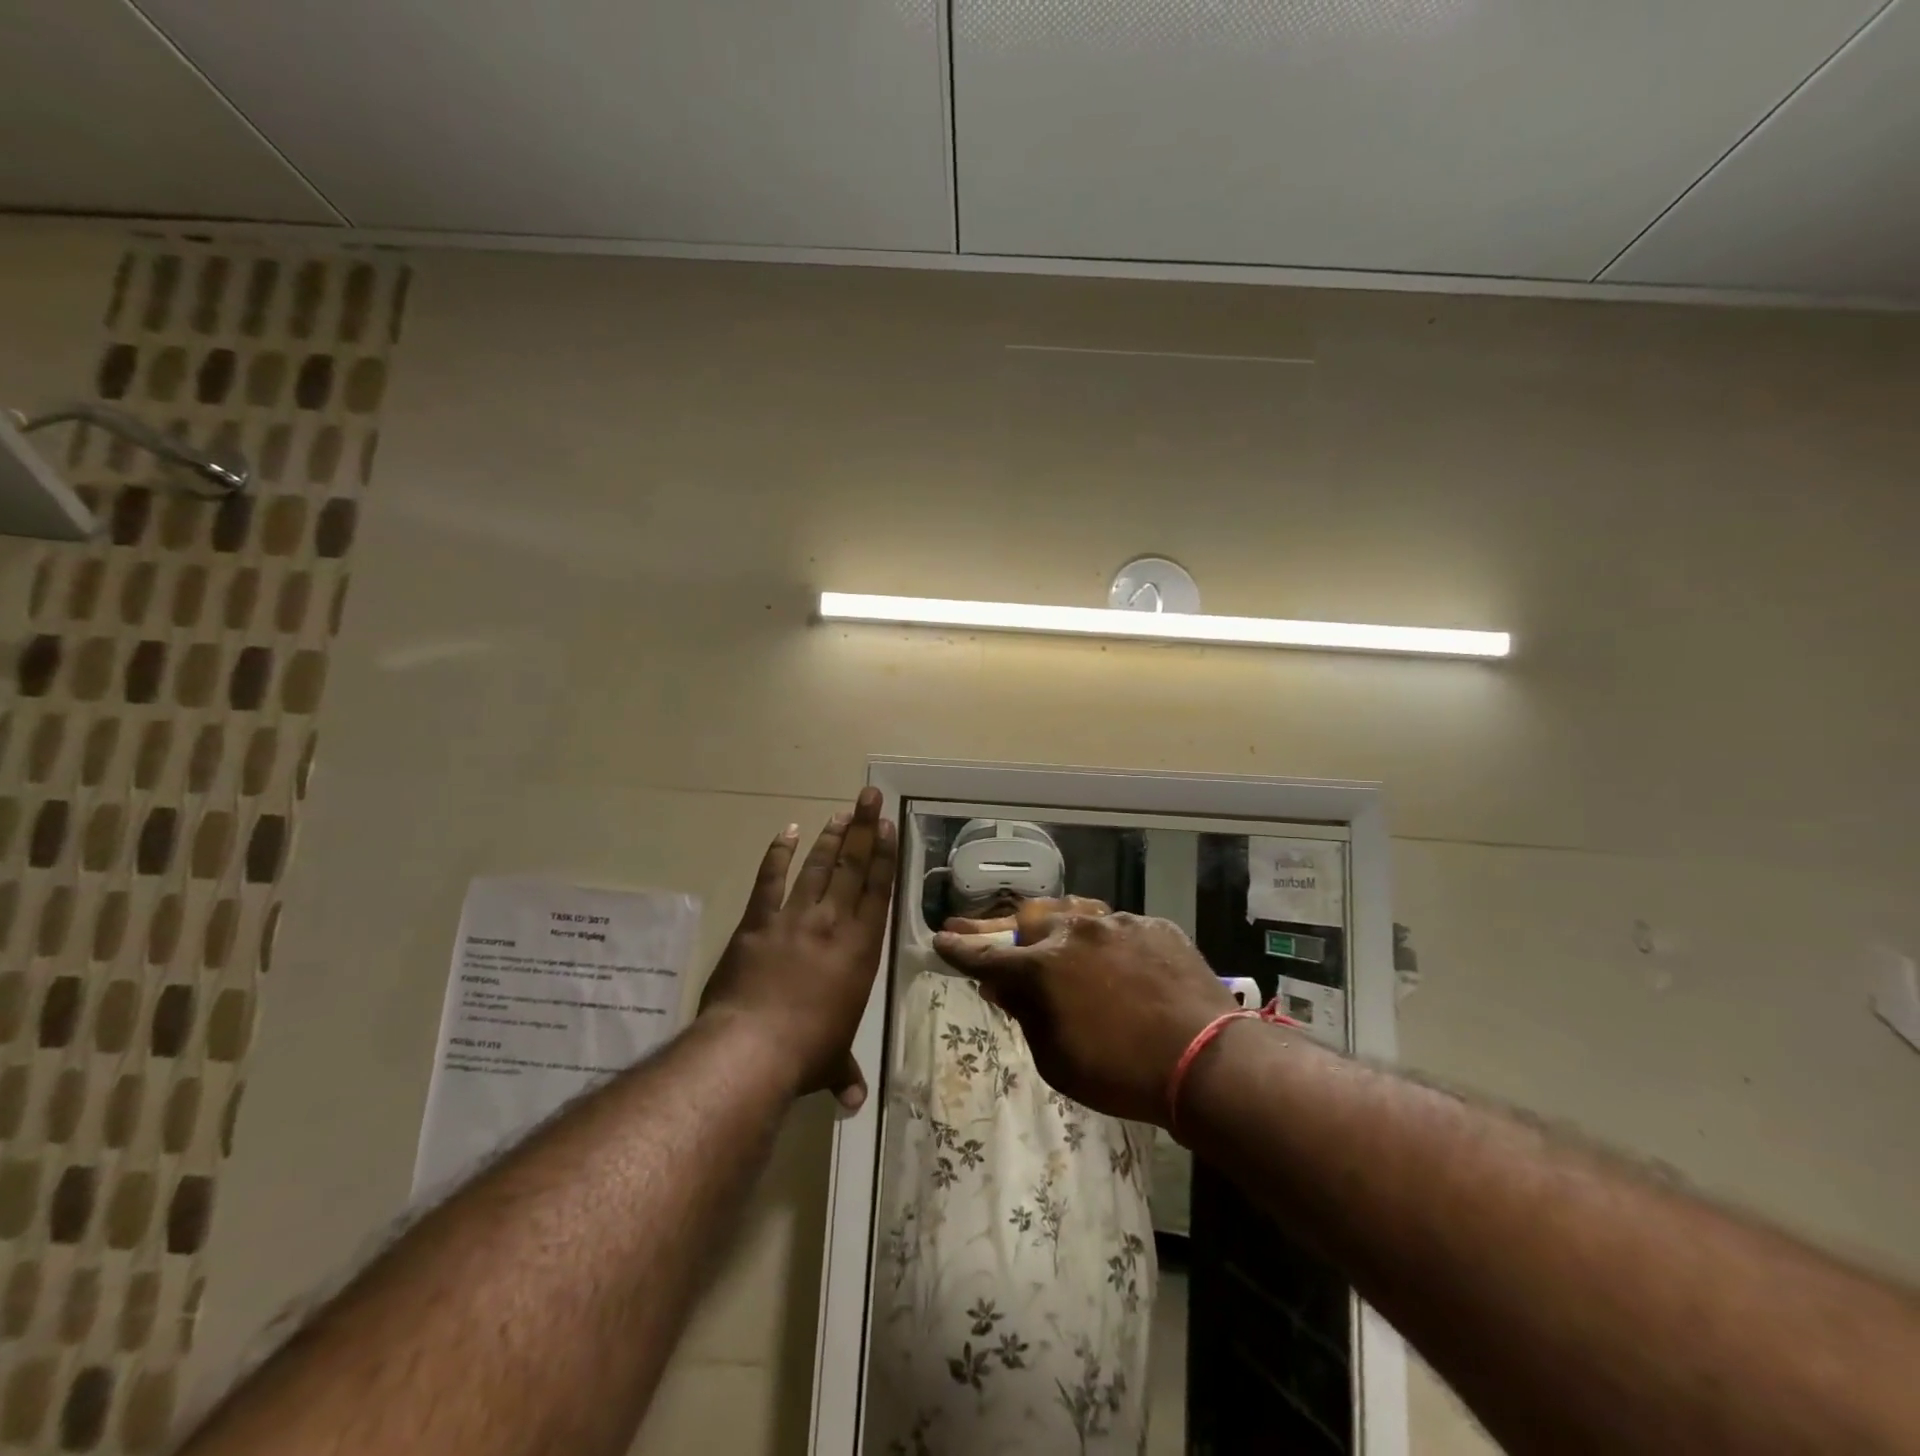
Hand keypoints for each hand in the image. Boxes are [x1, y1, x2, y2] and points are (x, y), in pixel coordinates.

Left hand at [699, 788, 897, 1110]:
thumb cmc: (806, 1053)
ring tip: (841, 812)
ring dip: (830, 837)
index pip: (878, 892)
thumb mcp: (832, 1063)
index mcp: (861, 950)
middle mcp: (833, 924)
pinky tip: (787, 831)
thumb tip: (854, 1104)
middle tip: (870, 797)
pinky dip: (778, 854)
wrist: (752, 1047)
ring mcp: (794, 918)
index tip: (887, 826)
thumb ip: (845, 1074)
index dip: (884, 856)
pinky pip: (770, 880)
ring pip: (817, 867)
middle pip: (852, 867)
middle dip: (862, 829)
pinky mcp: (757, 922)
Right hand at [934, 901, 1237, 1125]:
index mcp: (1044, 967)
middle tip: (977, 928)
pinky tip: (1108, 954)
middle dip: (1000, 928)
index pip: (987, 956)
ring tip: (1042, 931)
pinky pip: (1117, 926)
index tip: (941, 941)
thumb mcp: (1058, 1060)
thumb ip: (1026, 1016)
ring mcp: (1117, 923)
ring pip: (1073, 913)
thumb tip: (1004, 989)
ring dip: (1053, 925)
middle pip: (1027, 920)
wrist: (1206, 1060)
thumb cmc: (1121, 1074)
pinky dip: (1103, 940)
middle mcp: (1075, 932)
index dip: (960, 950)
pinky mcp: (1154, 926)